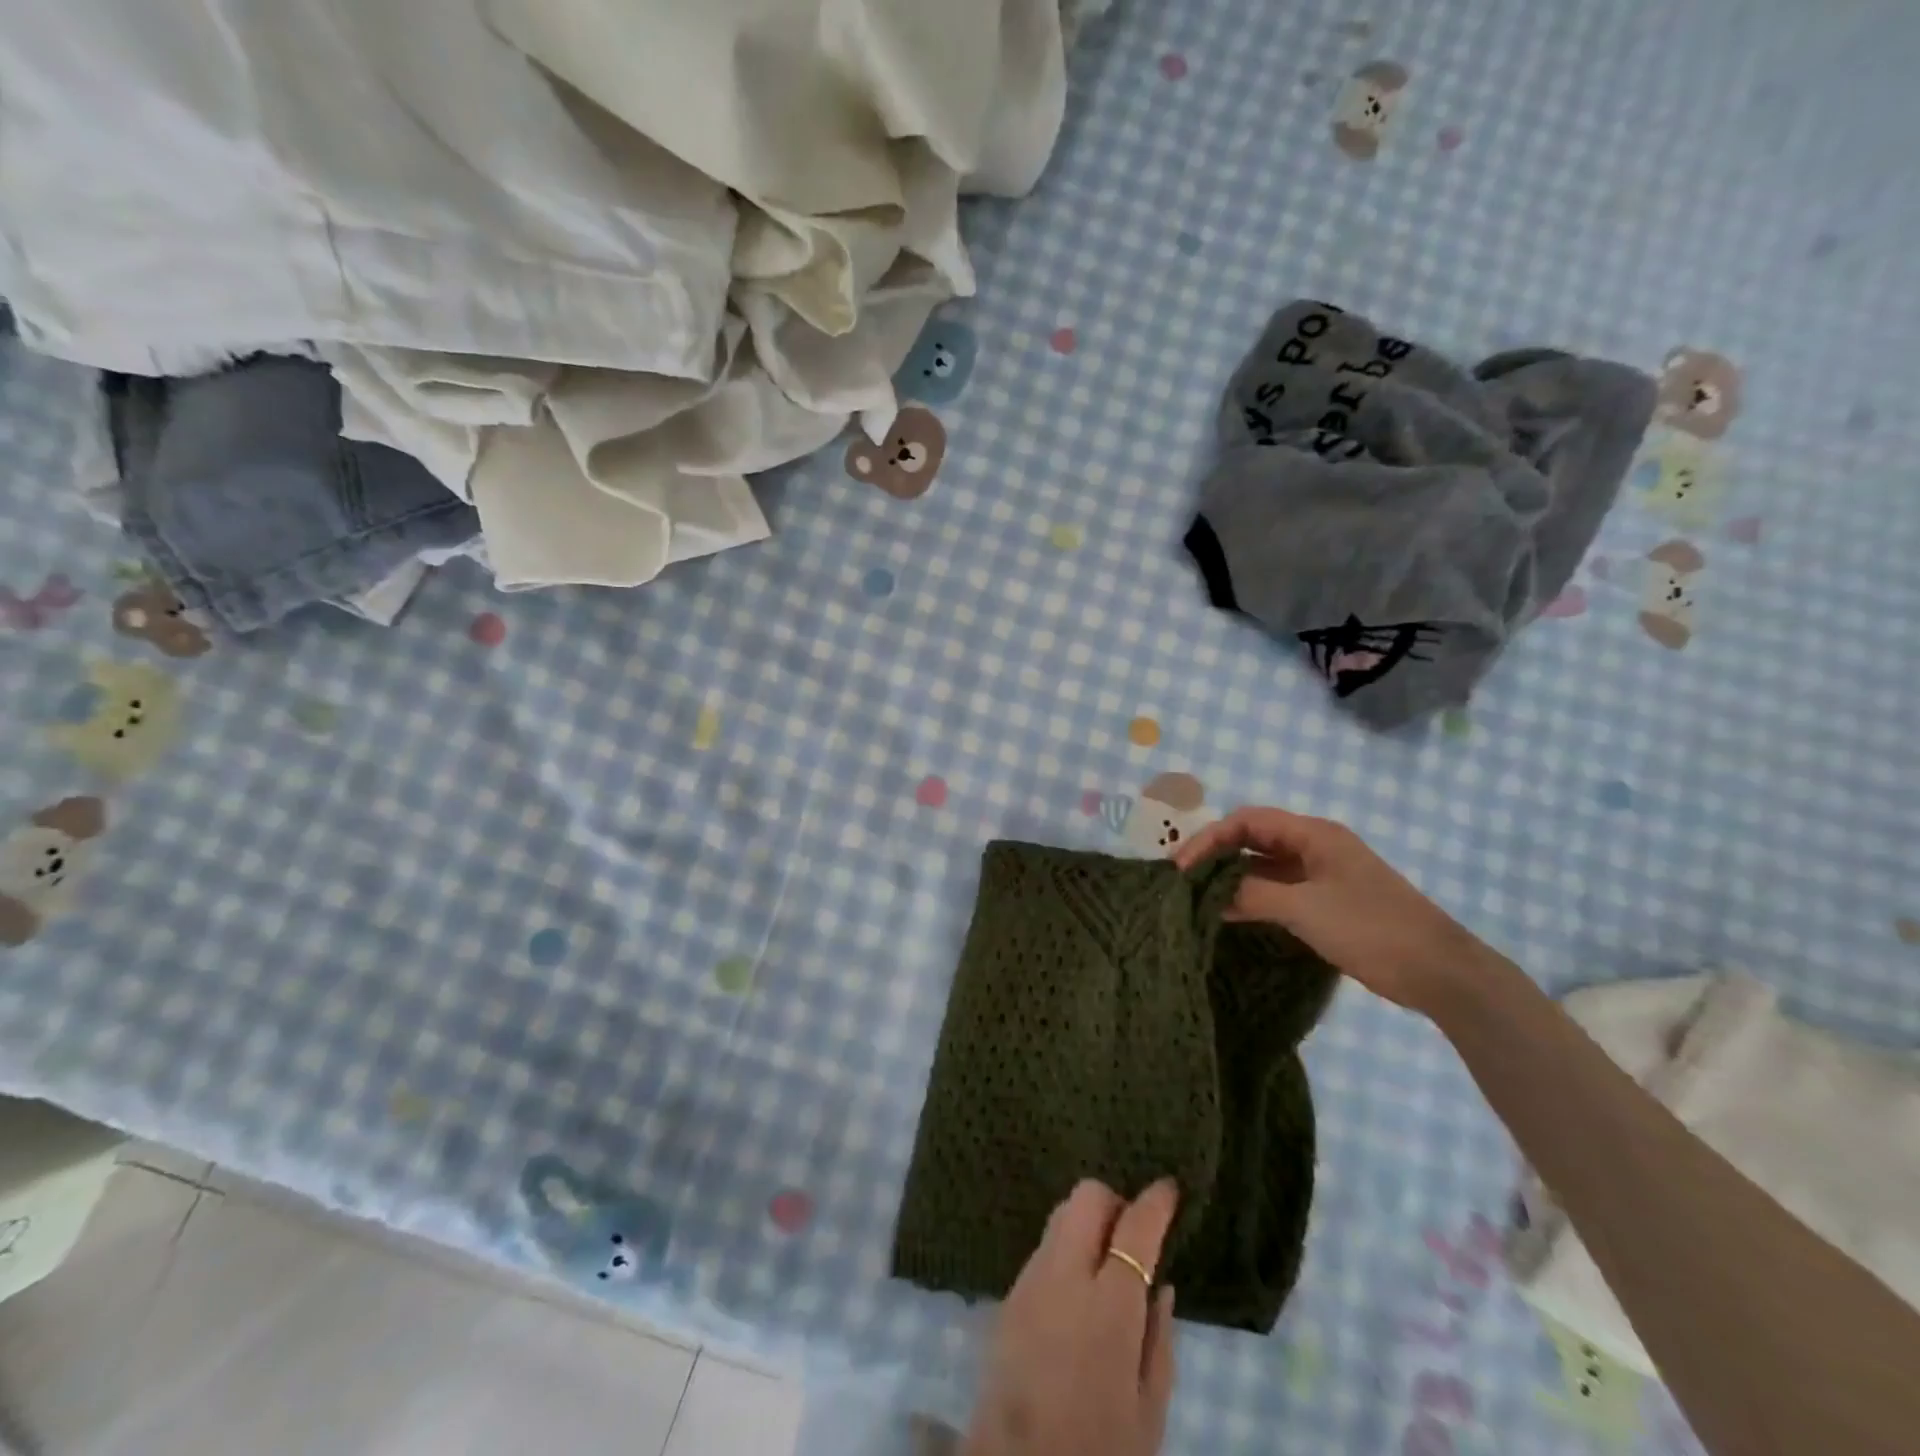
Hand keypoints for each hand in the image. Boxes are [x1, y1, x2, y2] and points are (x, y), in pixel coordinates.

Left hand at [964, 1179, 1179, 1455]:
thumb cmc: (1097, 1451)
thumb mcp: (1148, 1413)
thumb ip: (1159, 1342)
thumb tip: (1161, 1286)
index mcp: (1109, 1307)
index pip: (1135, 1229)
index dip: (1155, 1202)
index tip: (1169, 1188)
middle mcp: (1064, 1275)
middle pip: (1086, 1198)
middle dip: (1113, 1203)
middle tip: (1132, 1237)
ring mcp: (1030, 1279)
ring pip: (1060, 1217)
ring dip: (1086, 1225)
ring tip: (1104, 1266)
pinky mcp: (1008, 1294)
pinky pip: (1043, 1250)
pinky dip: (1065, 1252)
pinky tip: (1076, 1293)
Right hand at [1174, 806, 1491, 1014]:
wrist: (1439, 971)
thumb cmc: (1371, 928)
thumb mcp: (1304, 909)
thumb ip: (1252, 895)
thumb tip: (1208, 894)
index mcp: (1313, 835)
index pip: (1246, 821)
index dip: (1209, 839)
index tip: (1181, 868)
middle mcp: (1314, 847)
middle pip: (1252, 840)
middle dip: (1215, 856)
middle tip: (1183, 881)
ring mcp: (1322, 875)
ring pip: (1263, 867)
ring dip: (1231, 879)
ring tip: (1197, 898)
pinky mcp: (1326, 902)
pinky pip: (1277, 890)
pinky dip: (1251, 898)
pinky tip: (1228, 915)